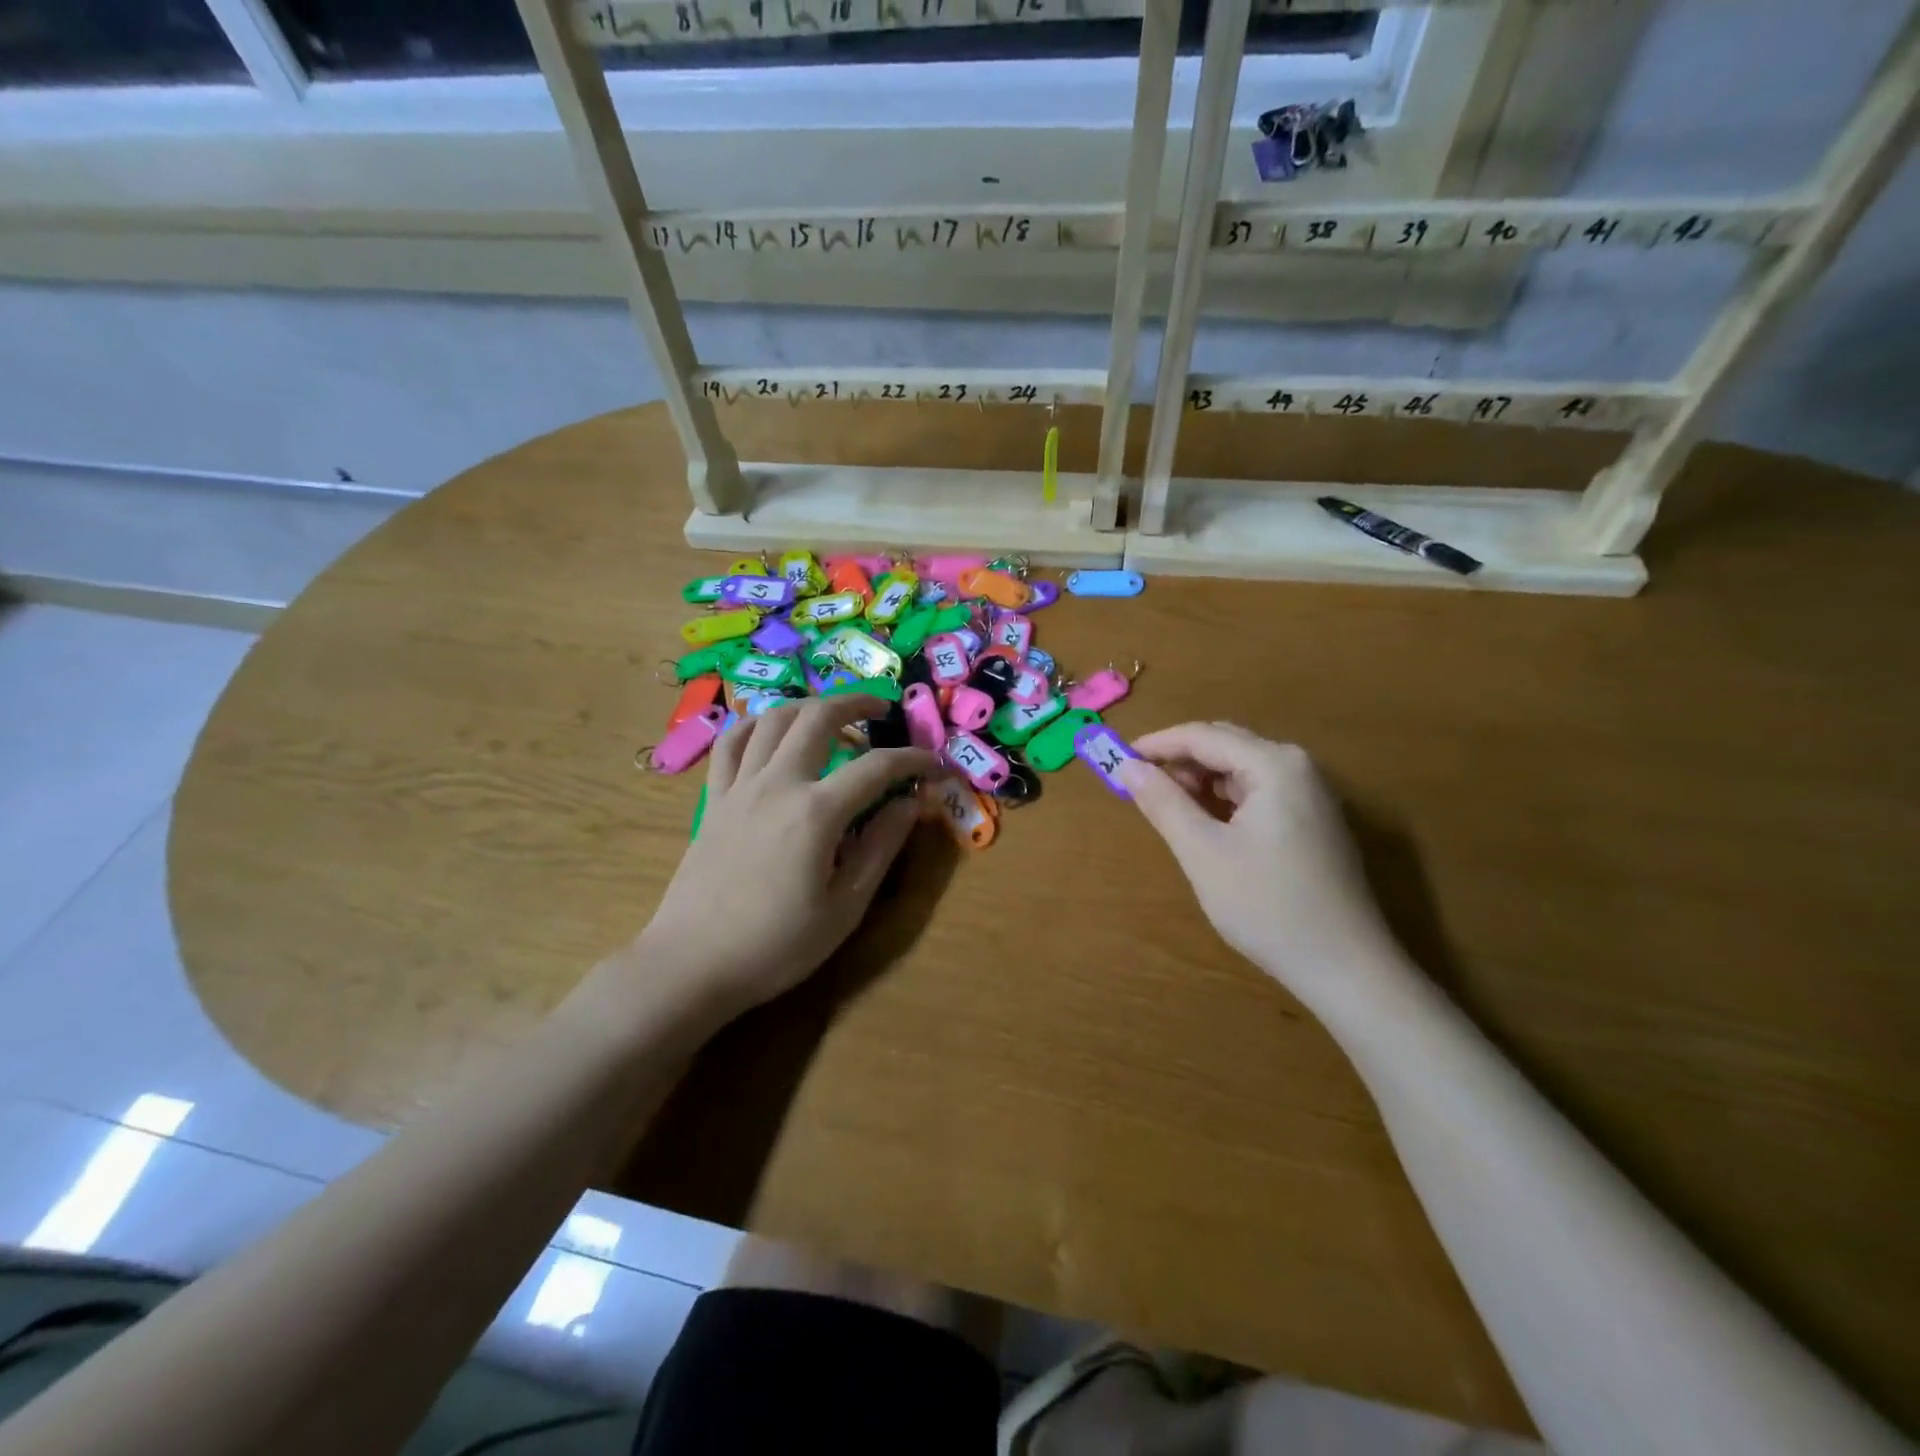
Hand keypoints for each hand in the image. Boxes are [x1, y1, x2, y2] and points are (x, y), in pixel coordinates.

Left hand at [640, 696, 939, 1017]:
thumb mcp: (845, 907)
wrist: (692, 964)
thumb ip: (881, 847)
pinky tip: (771, 731)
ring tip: (832, 715)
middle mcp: (778, 784)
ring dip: (809, 706)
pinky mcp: (714, 799)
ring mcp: (739, 787)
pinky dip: (755, 725)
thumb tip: (912, 803)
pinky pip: (731, 743)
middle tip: (882, 708)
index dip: (913, 760)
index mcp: (816, 812)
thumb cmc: (776, 946)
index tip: (934, 766)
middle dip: (857, 703)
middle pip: (819, 717)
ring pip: (773, 719)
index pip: (877, 767)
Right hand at [1115, 723, 1409, 1015]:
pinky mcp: (1315, 820)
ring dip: (1201, 781)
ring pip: (1241, 769)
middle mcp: (1298, 767)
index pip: (1203, 736)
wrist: (1346, 968)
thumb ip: (1163, 803)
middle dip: (1179, 761)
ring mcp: (1312, 794)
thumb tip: (1127, 766)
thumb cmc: (1268, 906)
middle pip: (1225, 745)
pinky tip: (1206, 824)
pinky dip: (1225, 800)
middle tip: (1138, 785)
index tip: (1117, 760)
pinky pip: (1259, 792)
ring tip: (1167, 807)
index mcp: (1274, 765)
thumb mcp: (1203, 853)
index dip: (1157, 745)